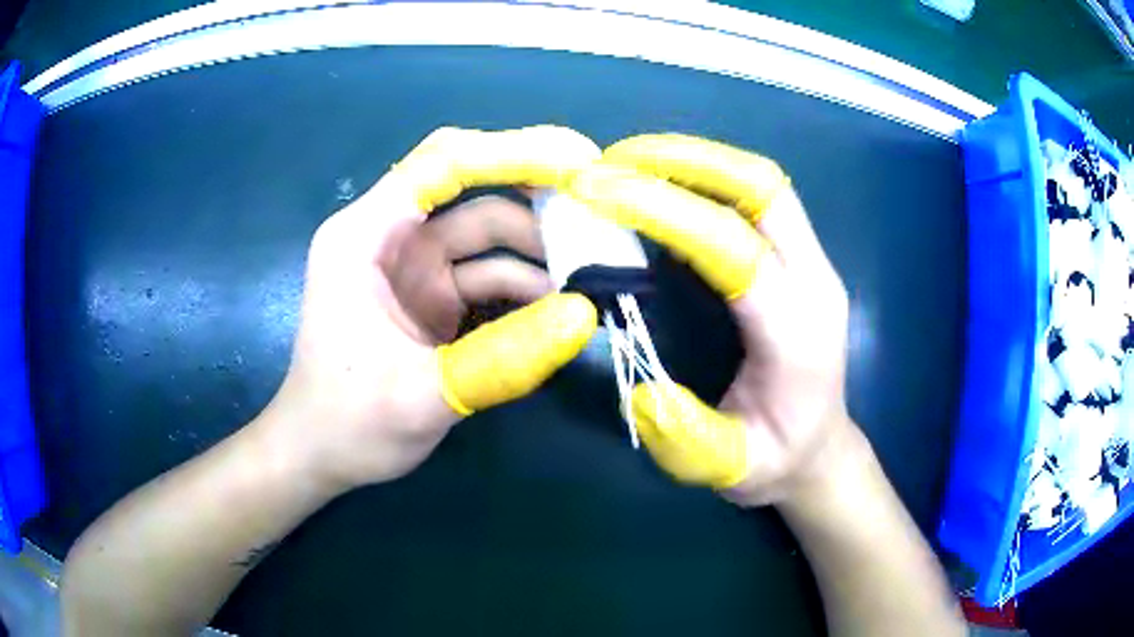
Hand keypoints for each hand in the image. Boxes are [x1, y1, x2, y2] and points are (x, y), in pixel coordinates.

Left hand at [264, 126, 599, 491]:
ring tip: (590, 279)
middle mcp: (390, 237)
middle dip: (536, 201)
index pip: (444, 163)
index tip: (579, 163)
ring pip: (487, 236)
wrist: (321, 456)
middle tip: (600, 218)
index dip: (513, 152)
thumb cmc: (347, 423)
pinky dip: (524, 288)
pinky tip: (557, 311)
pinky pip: (487, 275)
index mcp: (364, 235)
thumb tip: (583, 316)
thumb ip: (501, 359)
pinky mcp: (431, 297)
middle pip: (472, 191)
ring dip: (537, 253)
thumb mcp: (419, 397)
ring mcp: (413, 267)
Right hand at [568, 134, 853, 506]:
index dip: (662, 209)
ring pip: (760, 184)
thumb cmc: (776, 460)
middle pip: (762, 188)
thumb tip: (641, 386)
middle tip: (611, 161)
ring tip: (626, 163)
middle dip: (684, 160)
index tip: (595, 190)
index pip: (733, 246)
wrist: (820, 451)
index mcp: (798, 331)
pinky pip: (755, 200)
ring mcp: (811, 263)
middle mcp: (814, 280)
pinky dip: (705, 178)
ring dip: (693, 160)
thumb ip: (689, 439)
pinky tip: (661, 185)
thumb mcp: (732, 469)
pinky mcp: (799, 259)